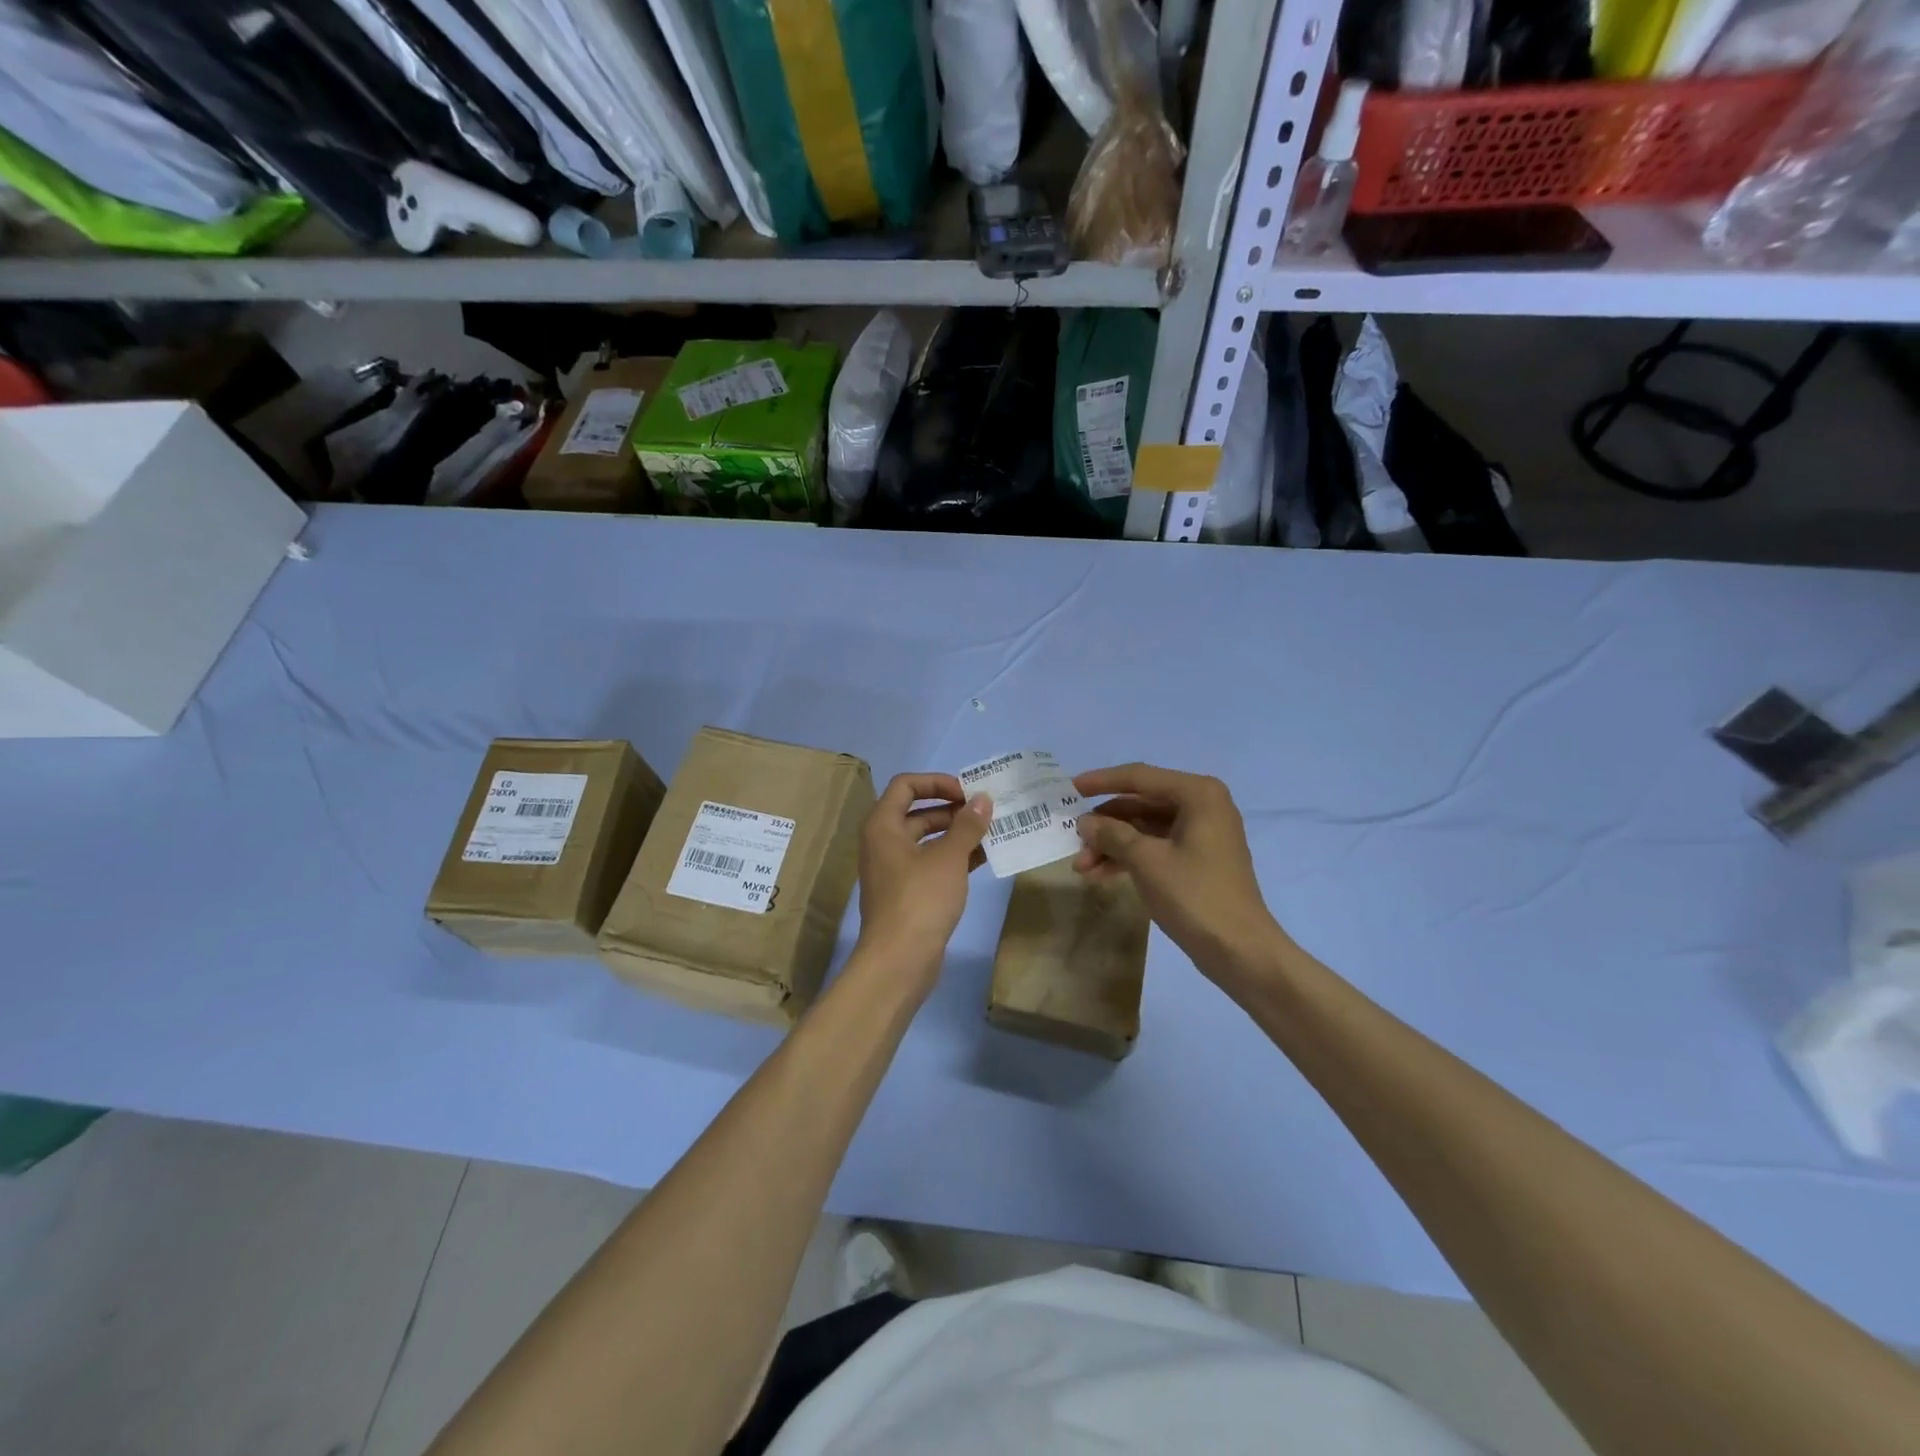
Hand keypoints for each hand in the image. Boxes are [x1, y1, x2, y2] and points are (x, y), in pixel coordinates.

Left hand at [854, 774, 991, 991]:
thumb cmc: (920, 900)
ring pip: (926, 839)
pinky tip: (983, 859)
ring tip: (991, 834)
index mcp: (883, 825)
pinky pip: (930, 863)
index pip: (906, 785)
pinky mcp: (906, 892)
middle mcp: (883, 842)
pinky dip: (953, 857)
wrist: (899, 961)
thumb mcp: (949, 858)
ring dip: (956, 834)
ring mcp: (893, 869)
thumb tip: (983, 799)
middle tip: (986, 813)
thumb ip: (967, 825)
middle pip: (917, 812)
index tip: (967, 792)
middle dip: (952, 810)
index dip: (937, 782)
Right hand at [1073, 763, 1283, 985]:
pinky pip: (1156, 847)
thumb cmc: (1195, 896)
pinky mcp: (1198, 859)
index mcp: (1197, 794)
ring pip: (1145, 828)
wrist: (1240, 951)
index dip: (1101, 781)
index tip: (1069, 788)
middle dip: (1105, 824)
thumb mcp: (1146, 861)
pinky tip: (1101, 874)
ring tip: (1082, 867)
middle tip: (1073, 840)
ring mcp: (1201, 834)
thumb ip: (1112, 834)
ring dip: (1113, 844)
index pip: (1140, 777)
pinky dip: (1129, 857)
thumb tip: (1084, 822)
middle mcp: (1202, 805)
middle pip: (1141, 804)